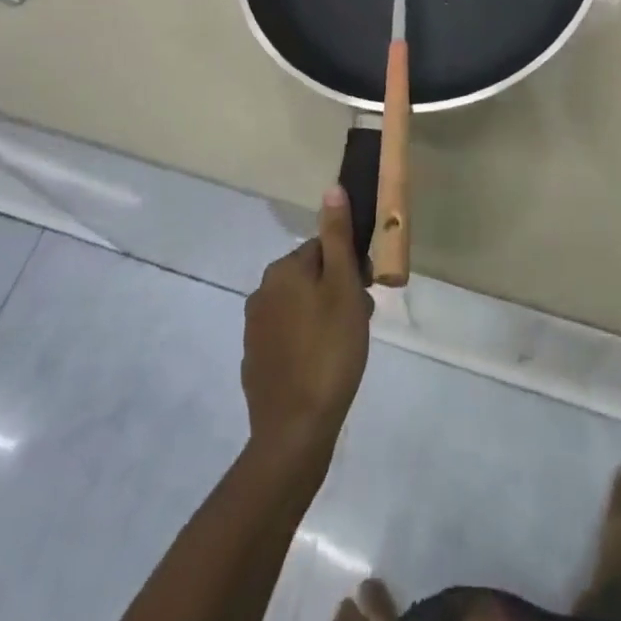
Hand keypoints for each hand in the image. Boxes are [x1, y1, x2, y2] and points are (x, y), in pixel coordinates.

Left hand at [242, 186, 370, 469]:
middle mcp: (262, 292)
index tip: (366, 293)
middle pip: (312, 276)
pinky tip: (323, 366)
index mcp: (282, 270)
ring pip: (301, 306)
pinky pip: (288, 336)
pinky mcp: (255, 361)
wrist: (294, 431)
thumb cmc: (329, 350)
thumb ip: (338, 237)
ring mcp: (255, 329)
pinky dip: (307, 342)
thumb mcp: (343, 287)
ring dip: (325, 315)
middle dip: (338, 291)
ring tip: (346, 346)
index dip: (350, 267)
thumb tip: (331, 189)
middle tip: (360, 321)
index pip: (324, 248)